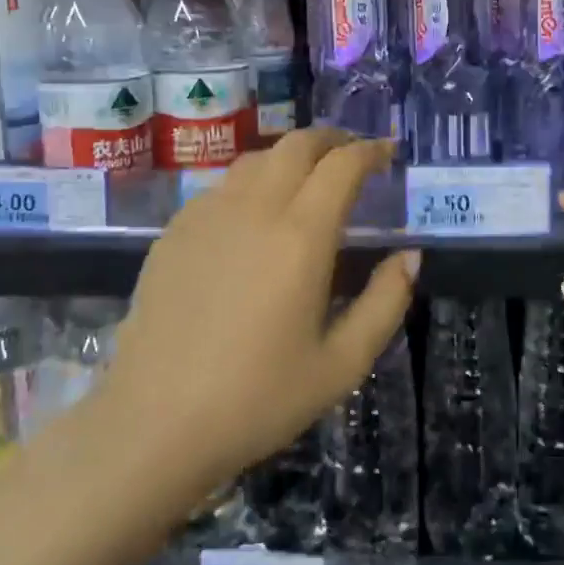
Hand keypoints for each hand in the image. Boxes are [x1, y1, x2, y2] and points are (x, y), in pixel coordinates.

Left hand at [97, 129, 416, 511]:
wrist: (154, 425)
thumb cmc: (258, 399)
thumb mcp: (342, 364)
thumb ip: (385, 302)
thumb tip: (410, 256)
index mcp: (300, 236)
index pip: (342, 165)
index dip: (370, 150)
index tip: (388, 153)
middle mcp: (253, 209)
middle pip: (296, 144)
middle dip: (332, 139)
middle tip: (352, 156)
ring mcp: (206, 216)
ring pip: (256, 159)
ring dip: (290, 157)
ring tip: (307, 180)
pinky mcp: (173, 232)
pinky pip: (221, 186)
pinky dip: (252, 182)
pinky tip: (254, 216)